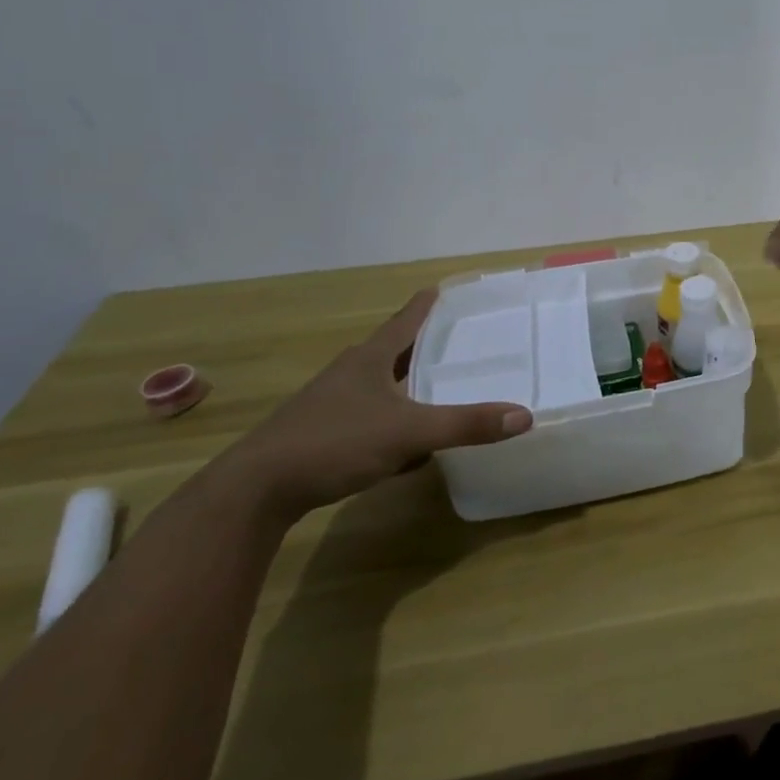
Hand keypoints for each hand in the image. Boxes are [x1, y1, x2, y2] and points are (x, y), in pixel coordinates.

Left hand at [212, 288, 531, 527]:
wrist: (254, 492)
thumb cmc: (333, 442)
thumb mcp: (408, 433)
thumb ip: (465, 425)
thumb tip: (525, 415)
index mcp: (369, 358)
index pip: (406, 321)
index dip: (426, 304)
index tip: (443, 288)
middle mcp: (350, 374)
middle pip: (393, 350)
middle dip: (423, 345)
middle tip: (458, 339)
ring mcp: (332, 405)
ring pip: (381, 387)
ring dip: (408, 385)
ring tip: (440, 388)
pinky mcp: (322, 436)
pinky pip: (371, 419)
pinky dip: (395, 422)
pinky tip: (410, 446)